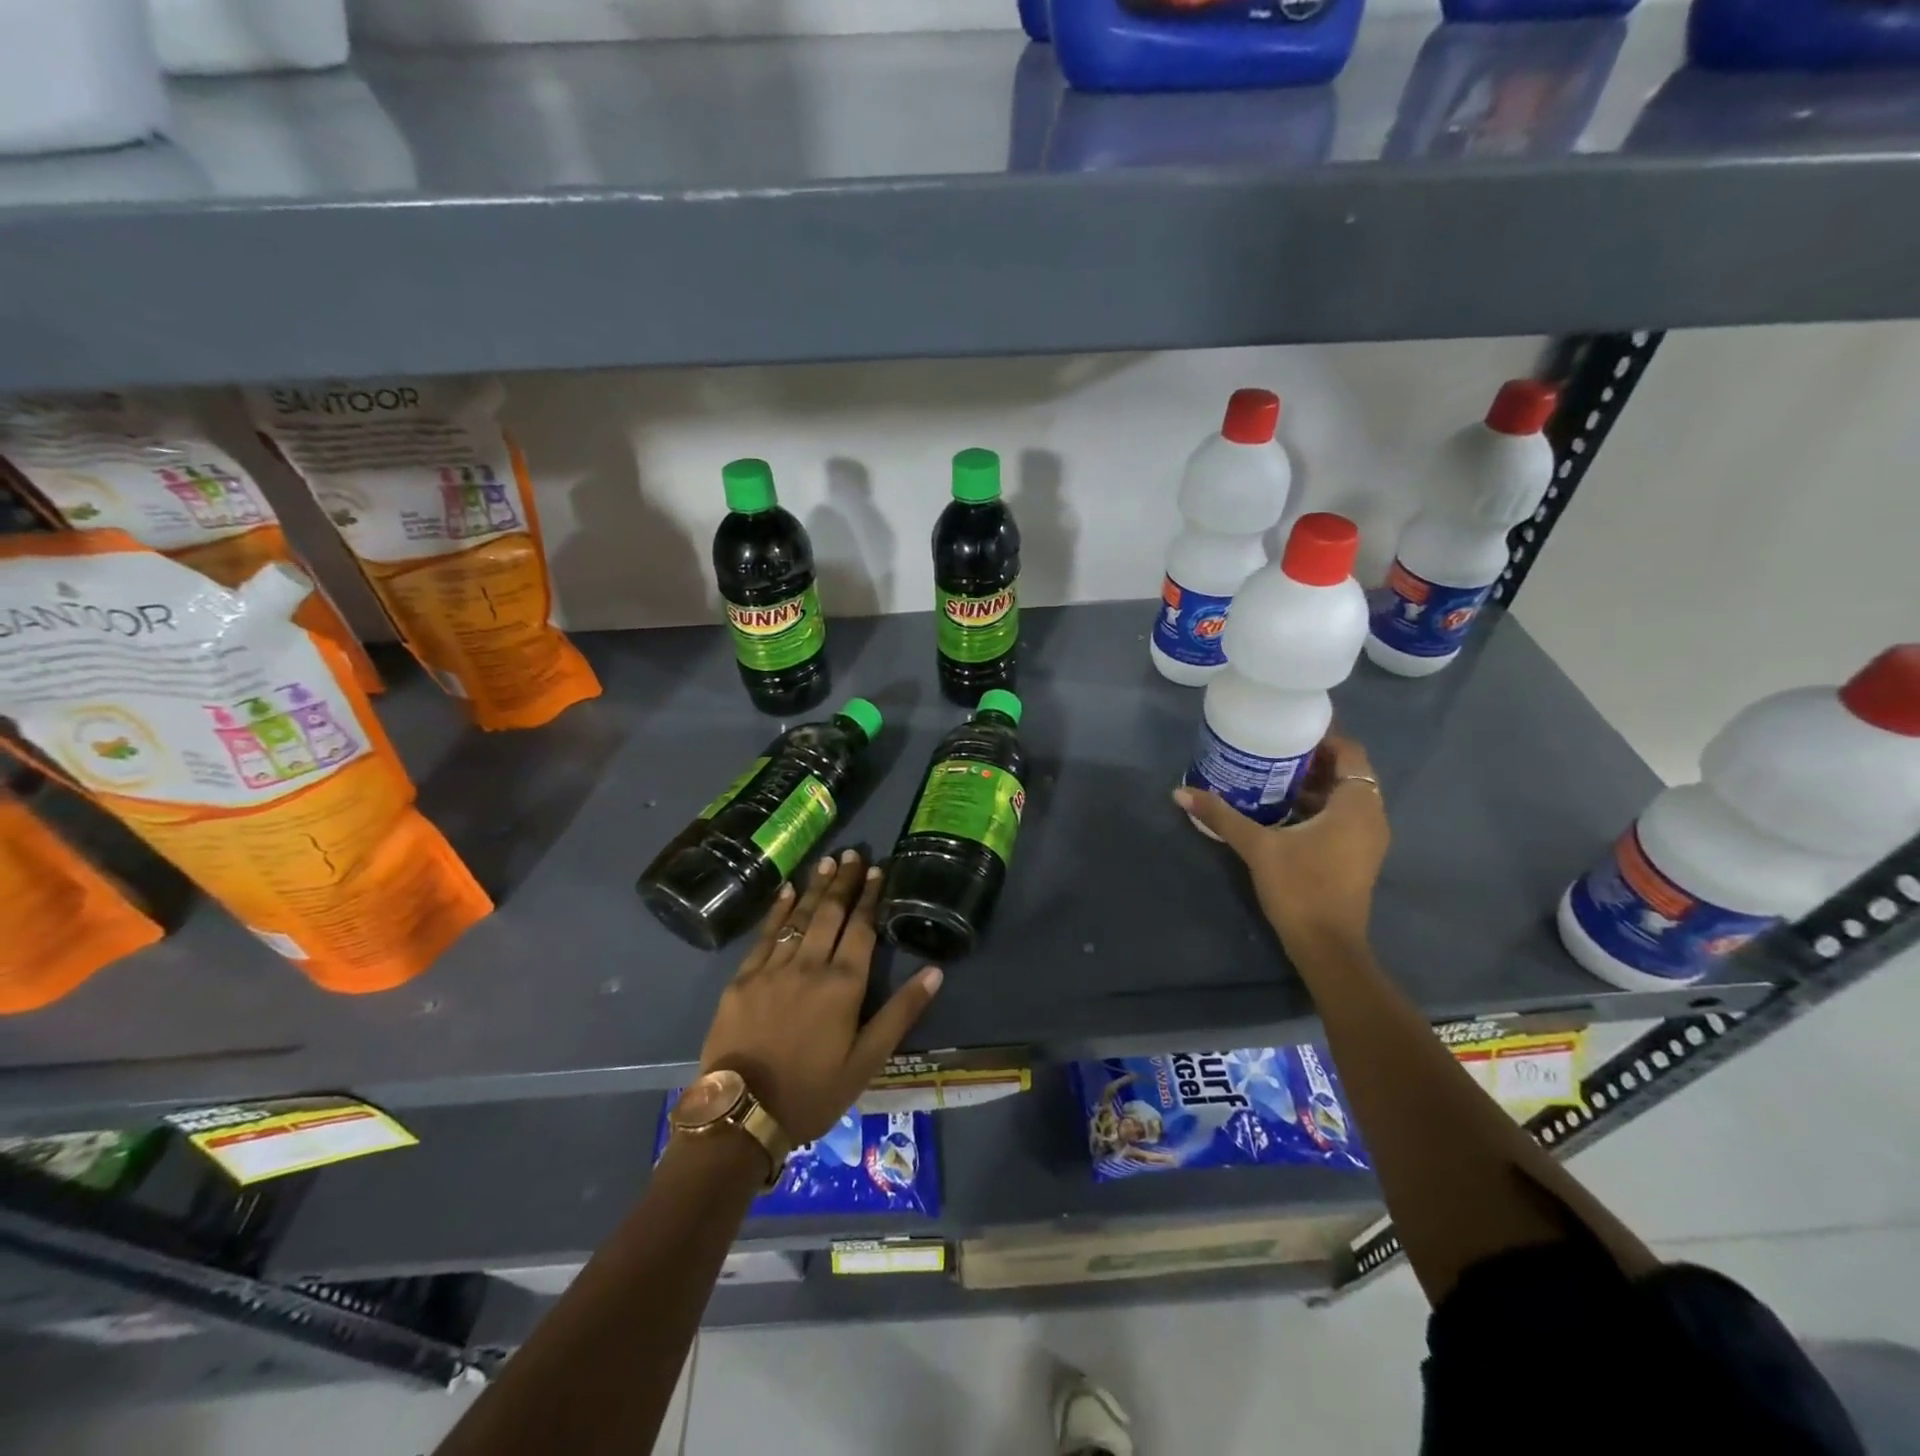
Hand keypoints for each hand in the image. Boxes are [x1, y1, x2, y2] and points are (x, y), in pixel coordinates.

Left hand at [699, 848, 942, 1143]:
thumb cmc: (812, 1092)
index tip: (878, 870)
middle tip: (854, 854)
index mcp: (843, 986)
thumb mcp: (867, 1062)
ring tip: (827, 861)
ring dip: (814, 887)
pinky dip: (777, 910)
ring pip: (799, 918)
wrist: (742, 1115)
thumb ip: (901, 1013)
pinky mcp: (742, 979)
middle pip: (830, 914)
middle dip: (844, 882)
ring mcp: (772, 969)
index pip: (862, 929)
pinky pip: (764, 935)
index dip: (871, 897)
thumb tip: (934, 972)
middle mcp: (810, 966)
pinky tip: (785, 891)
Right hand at [1173, 734, 1389, 955]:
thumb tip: (1180, 791)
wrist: (1326, 946)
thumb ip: (1222, 816)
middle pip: (1347, 773)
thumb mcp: (1258, 847)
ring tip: (1270, 774)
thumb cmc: (1301, 887)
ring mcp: (1366, 839)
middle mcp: (1370, 816)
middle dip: (1311, 759)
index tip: (1286, 730)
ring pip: (1343, 797)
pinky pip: (1341, 817)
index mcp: (1356, 805)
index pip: (1349, 752)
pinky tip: (1280, 810)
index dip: (1321, 737)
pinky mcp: (1356, 856)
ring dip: (1312, 785)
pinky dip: (1317, 807)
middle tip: (1271, 749)